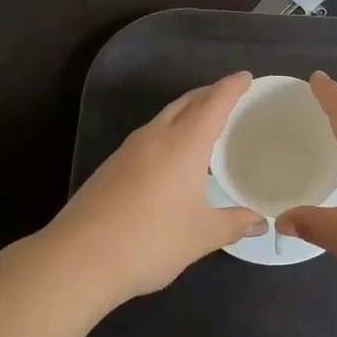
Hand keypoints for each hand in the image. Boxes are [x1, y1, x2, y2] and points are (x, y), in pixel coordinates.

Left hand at [42, 72, 264, 307]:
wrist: (77, 259)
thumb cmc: (150, 241)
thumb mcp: (201, 235)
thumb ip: (233, 224)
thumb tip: (259, 222)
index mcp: (184, 144)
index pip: (213, 103)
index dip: (231, 87)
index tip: (246, 77)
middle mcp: (155, 137)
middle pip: (186, 103)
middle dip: (209, 94)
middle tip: (229, 96)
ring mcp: (128, 150)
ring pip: (164, 118)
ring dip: (187, 113)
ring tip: (205, 125)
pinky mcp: (111, 167)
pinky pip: (149, 136)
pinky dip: (169, 133)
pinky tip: (173, 158)